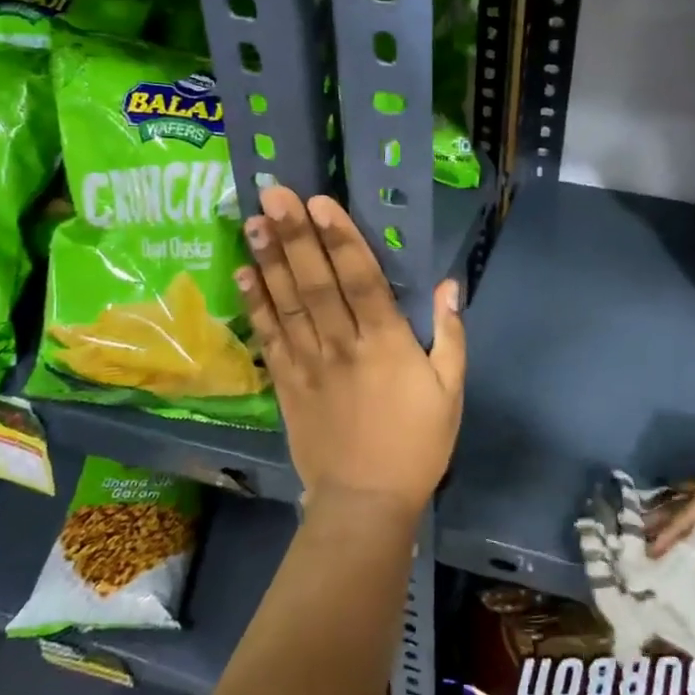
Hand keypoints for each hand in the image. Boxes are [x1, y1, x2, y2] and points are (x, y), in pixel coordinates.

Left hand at [239, 187, 465, 521]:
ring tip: (252, 220)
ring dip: (269, 260)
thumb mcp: (451, 392)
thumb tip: (449, 285)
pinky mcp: (285, 383)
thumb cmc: (417, 444)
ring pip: (286, 303)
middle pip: (315, 282)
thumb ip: (449, 335)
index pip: (361, 280)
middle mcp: (342, 345)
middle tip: (273, 193)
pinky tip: (243, 274)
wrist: (365, 501)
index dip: (340, 238)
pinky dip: (255, 304)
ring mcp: (308, 363)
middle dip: (295, 235)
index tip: (320, 202)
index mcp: (387, 344)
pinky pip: (268, 337)